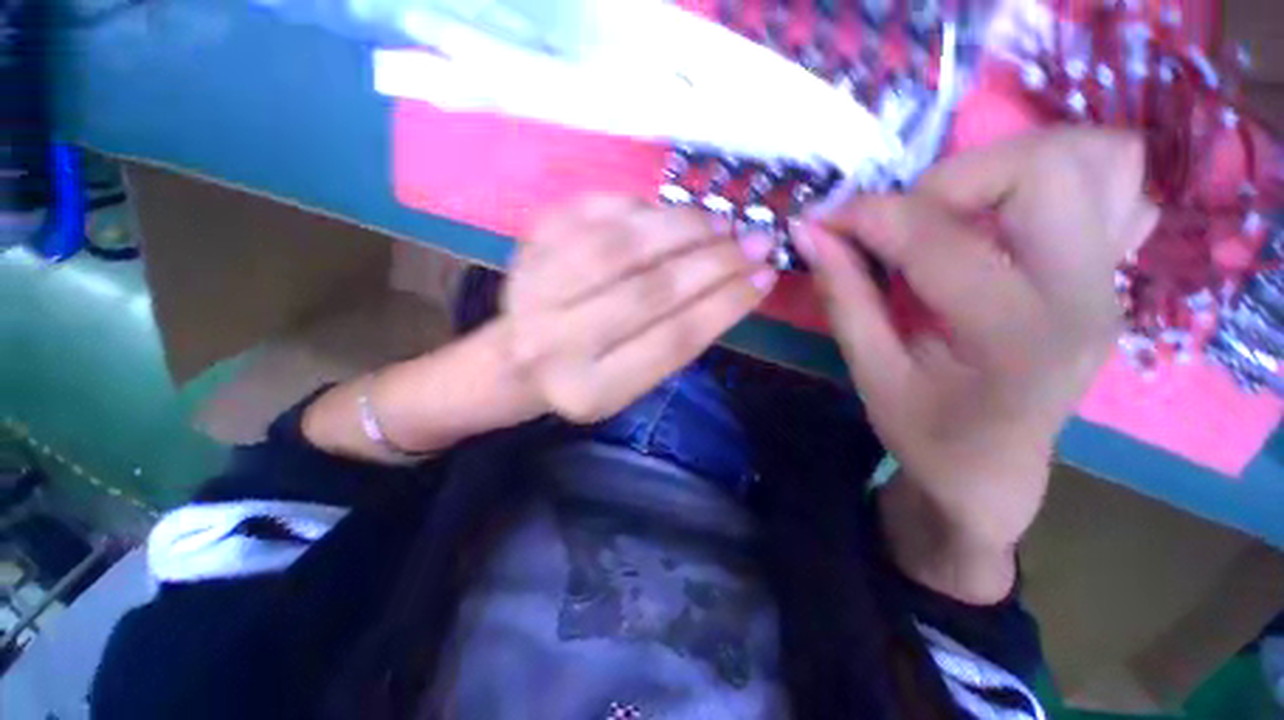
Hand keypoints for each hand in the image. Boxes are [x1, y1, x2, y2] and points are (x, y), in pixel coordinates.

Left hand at [501, 194, 777, 422]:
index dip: (726, 304)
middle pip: (649, 291)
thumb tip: (735, 281)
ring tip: (717, 221)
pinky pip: (589, 213)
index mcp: (591, 390)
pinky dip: (636, 206)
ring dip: (680, 227)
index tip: (765, 276)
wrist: (514, 362)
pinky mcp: (525, 249)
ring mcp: (534, 290)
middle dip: (712, 262)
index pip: (673, 340)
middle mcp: (557, 343)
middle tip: (755, 239)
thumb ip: (677, 339)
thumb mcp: (632, 382)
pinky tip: (665, 212)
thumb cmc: (583, 377)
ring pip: (620, 246)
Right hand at [797, 129, 1158, 547]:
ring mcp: (1109, 278)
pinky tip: (1009, 214)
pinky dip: (1061, 174)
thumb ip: (843, 296)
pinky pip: (1117, 184)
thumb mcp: (870, 374)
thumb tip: (809, 233)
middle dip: (951, 177)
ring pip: (1096, 158)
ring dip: (1008, 164)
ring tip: (953, 208)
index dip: (869, 216)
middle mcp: (1082, 295)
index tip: (823, 219)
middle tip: (902, 218)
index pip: (941, 241)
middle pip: (1046, 168)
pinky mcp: (1109, 271)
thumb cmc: (926, 435)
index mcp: (1015, 337)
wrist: (994, 470)